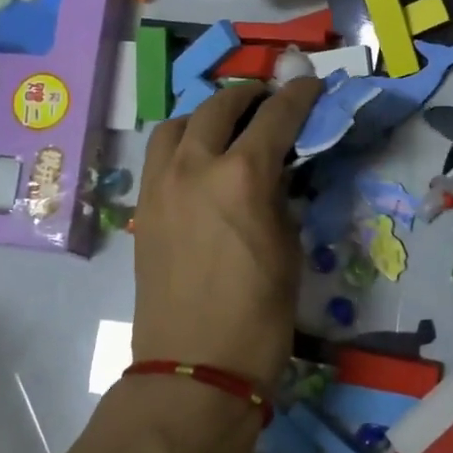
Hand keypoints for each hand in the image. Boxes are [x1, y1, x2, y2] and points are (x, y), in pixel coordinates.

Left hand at [131, 79, 322, 390]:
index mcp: (242, 176)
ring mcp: (161, 185)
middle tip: (268, 100)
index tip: (309, 85)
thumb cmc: (259, 315)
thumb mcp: (288, 248)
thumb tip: (275, 174)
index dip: (297, 96)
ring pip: (177, 124)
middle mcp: (195, 167)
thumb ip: (280, 198)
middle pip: (219, 107)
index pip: (275, 116)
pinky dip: (181, 143)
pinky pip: (159, 156)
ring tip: (225, 127)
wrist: (195, 367)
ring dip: (205, 114)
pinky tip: (198, 161)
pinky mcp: (143, 208)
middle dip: (248, 95)